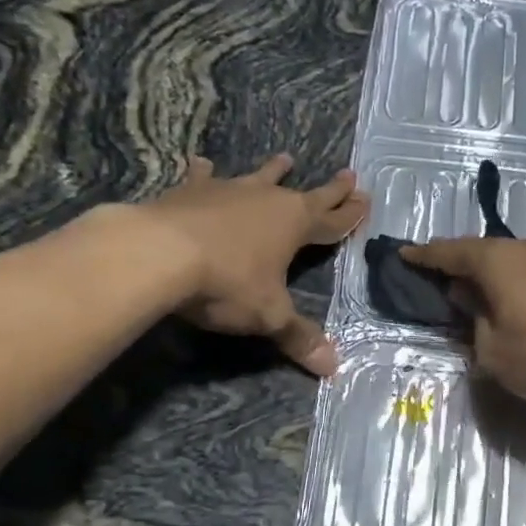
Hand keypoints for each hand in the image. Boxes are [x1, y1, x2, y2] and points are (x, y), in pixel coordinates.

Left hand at [150, 153, 368, 375]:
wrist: (158, 252)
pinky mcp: (191, 191)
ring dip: (274, 170)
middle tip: (349, 174)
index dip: (350, 215)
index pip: (332, 221)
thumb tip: (332, 368)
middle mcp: (267, 200)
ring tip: (285, 158)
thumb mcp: (268, 315)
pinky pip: (203, 177)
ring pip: (259, 178)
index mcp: (294, 225)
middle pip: (307, 194)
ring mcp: (228, 191)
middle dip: (330, 189)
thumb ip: (298, 337)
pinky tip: (202, 162)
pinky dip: (205, 172)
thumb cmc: (226, 282)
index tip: (366, 199)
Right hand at [401, 236, 525, 411]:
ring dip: (499, 280)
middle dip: (464, 268)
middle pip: (487, 254)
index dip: (425, 255)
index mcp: (499, 261)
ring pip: (519, 263)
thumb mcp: (494, 352)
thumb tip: (473, 303)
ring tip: (489, 302)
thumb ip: (475, 324)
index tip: (405, 254)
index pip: (451, 252)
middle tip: (447, 286)